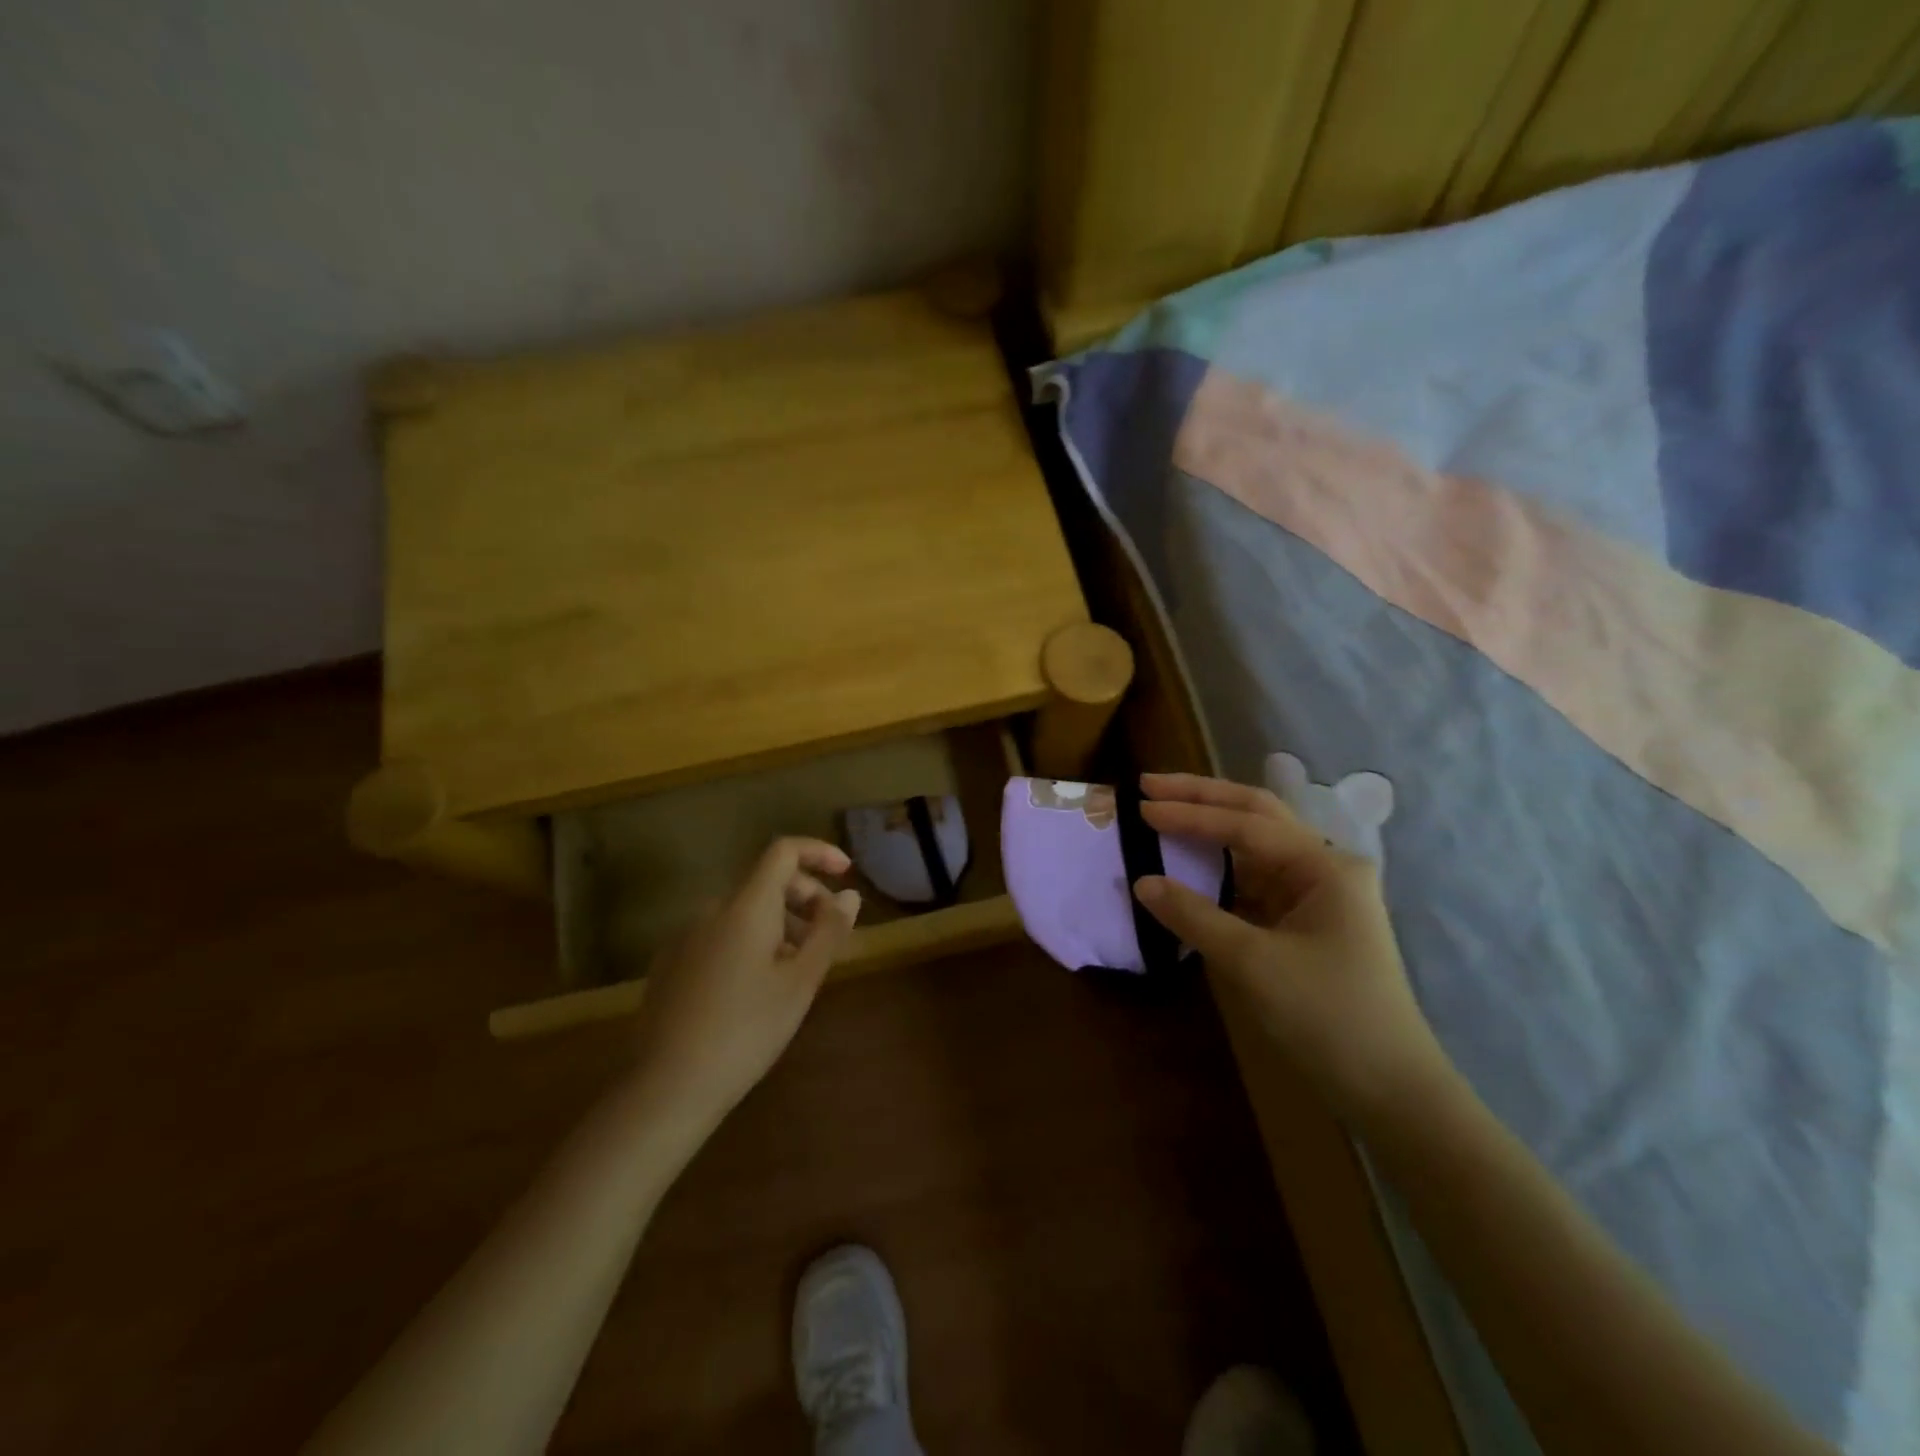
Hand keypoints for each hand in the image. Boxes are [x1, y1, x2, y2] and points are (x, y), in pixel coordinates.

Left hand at [630, 837, 860, 1133]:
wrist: (667, 1087)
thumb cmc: (746, 1030)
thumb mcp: (801, 982)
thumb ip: (828, 931)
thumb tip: (848, 896)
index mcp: (746, 906)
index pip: (783, 851)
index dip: (818, 852)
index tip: (846, 874)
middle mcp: (711, 909)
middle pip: (765, 881)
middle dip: (805, 897)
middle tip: (829, 936)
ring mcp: (685, 936)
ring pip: (743, 911)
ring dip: (779, 923)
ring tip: (798, 969)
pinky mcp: (671, 963)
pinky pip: (721, 934)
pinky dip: (750, 942)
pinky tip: (756, 988)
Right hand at [1131, 773, 1451, 1121]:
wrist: (1389, 1089)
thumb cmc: (1328, 1016)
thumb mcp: (1253, 963)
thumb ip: (1195, 916)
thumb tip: (1142, 882)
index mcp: (1324, 866)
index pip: (1246, 824)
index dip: (1190, 813)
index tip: (1142, 806)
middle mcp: (1323, 866)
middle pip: (1256, 815)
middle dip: (1202, 797)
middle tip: (1150, 784)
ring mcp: (1316, 893)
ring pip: (1254, 844)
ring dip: (1209, 826)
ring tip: (1163, 810)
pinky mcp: (1304, 920)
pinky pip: (1254, 879)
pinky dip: (1218, 866)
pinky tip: (1190, 861)